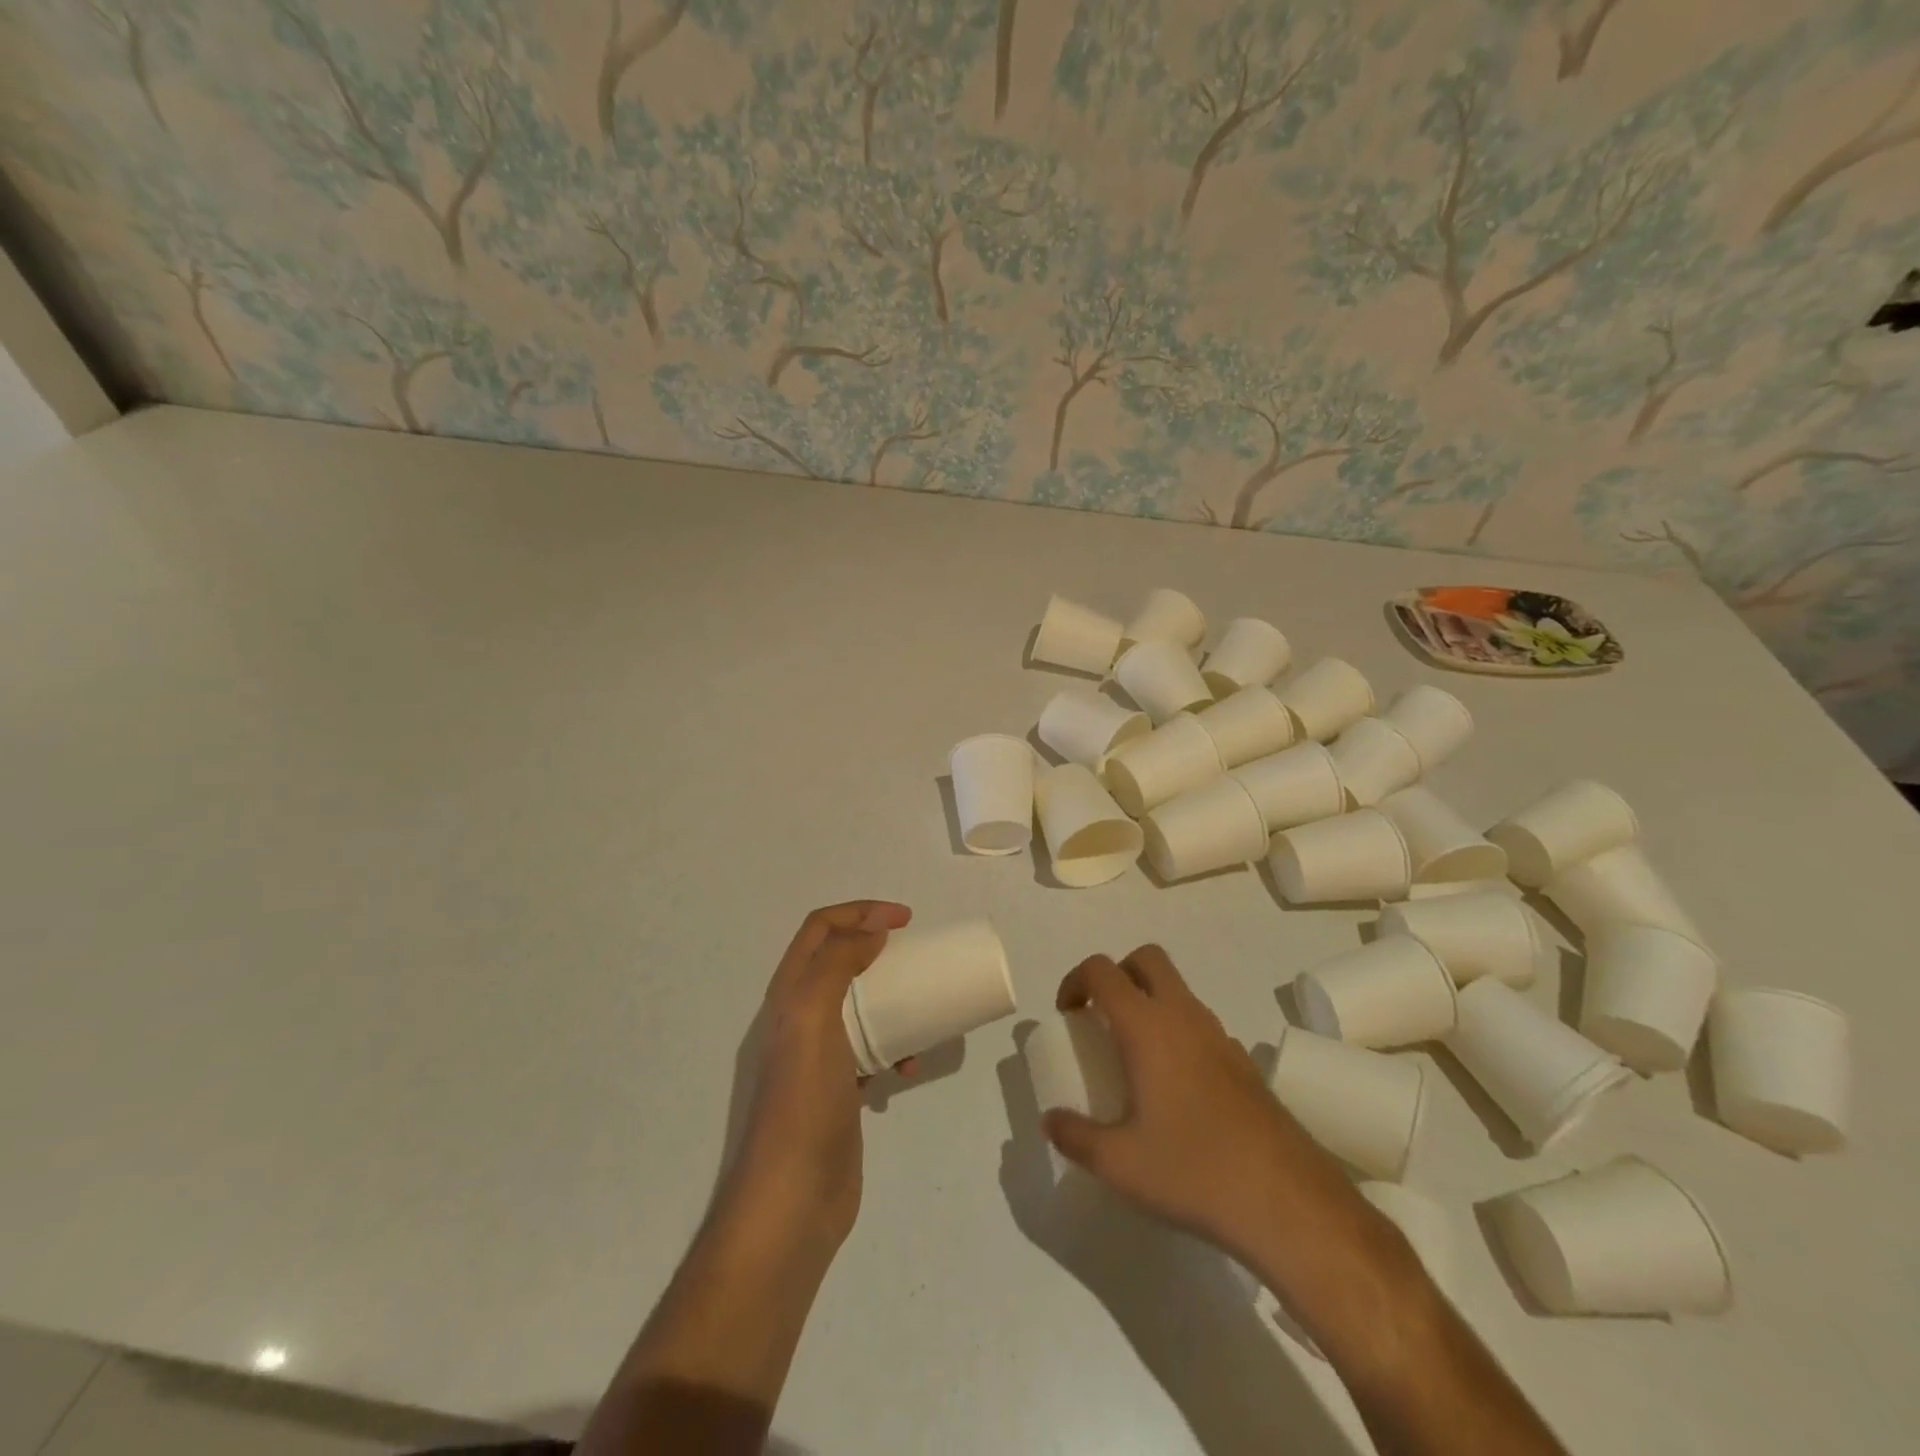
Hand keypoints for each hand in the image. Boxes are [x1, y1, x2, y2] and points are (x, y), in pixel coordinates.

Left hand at [724, 900, 913, 1249]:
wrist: (793, 1199)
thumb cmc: (804, 1101)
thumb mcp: (813, 1018)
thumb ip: (837, 965)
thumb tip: (871, 930)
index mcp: (789, 994)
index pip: (820, 929)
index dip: (860, 911)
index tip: (906, 920)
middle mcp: (799, 1017)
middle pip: (840, 961)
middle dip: (878, 948)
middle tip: (917, 954)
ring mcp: (819, 1055)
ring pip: (860, 1005)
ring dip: (892, 998)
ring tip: (923, 1008)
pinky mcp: (839, 1089)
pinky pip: (872, 1049)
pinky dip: (894, 1046)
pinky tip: (911, 1066)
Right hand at [1043, 945, 1356, 1264]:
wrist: (1290, 1203)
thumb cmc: (1194, 1171)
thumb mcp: (1119, 1164)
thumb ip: (1075, 1137)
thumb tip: (1050, 1121)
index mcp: (1147, 1027)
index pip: (1103, 971)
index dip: (1076, 980)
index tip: (1067, 1015)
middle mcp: (1184, 1017)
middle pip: (1148, 959)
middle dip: (1118, 974)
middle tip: (1102, 1018)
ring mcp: (1221, 1037)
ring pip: (1179, 991)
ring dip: (1150, 1003)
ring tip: (1135, 1058)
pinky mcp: (1246, 1064)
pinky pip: (1202, 1026)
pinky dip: (1179, 1034)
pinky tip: (1177, 1090)